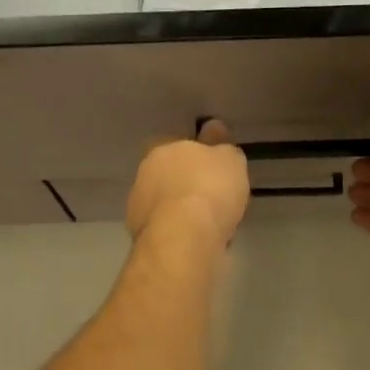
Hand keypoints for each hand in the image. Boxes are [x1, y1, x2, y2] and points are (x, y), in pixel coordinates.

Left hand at [126, 119, 249, 246]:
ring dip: (181, 211)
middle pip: (168, 176)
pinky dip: (180, 233)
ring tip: (209, 224)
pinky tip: (199, 241)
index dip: (193, 155)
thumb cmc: (209, 188)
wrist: (185, 238)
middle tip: (213, 197)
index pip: (174, 145)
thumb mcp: (230, 159)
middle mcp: (144, 175)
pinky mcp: (141, 238)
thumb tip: (213, 129)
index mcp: (162, 150)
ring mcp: (138, 208)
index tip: (211, 167)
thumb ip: (222, 146)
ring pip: (166, 205)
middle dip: (186, 184)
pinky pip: (168, 230)